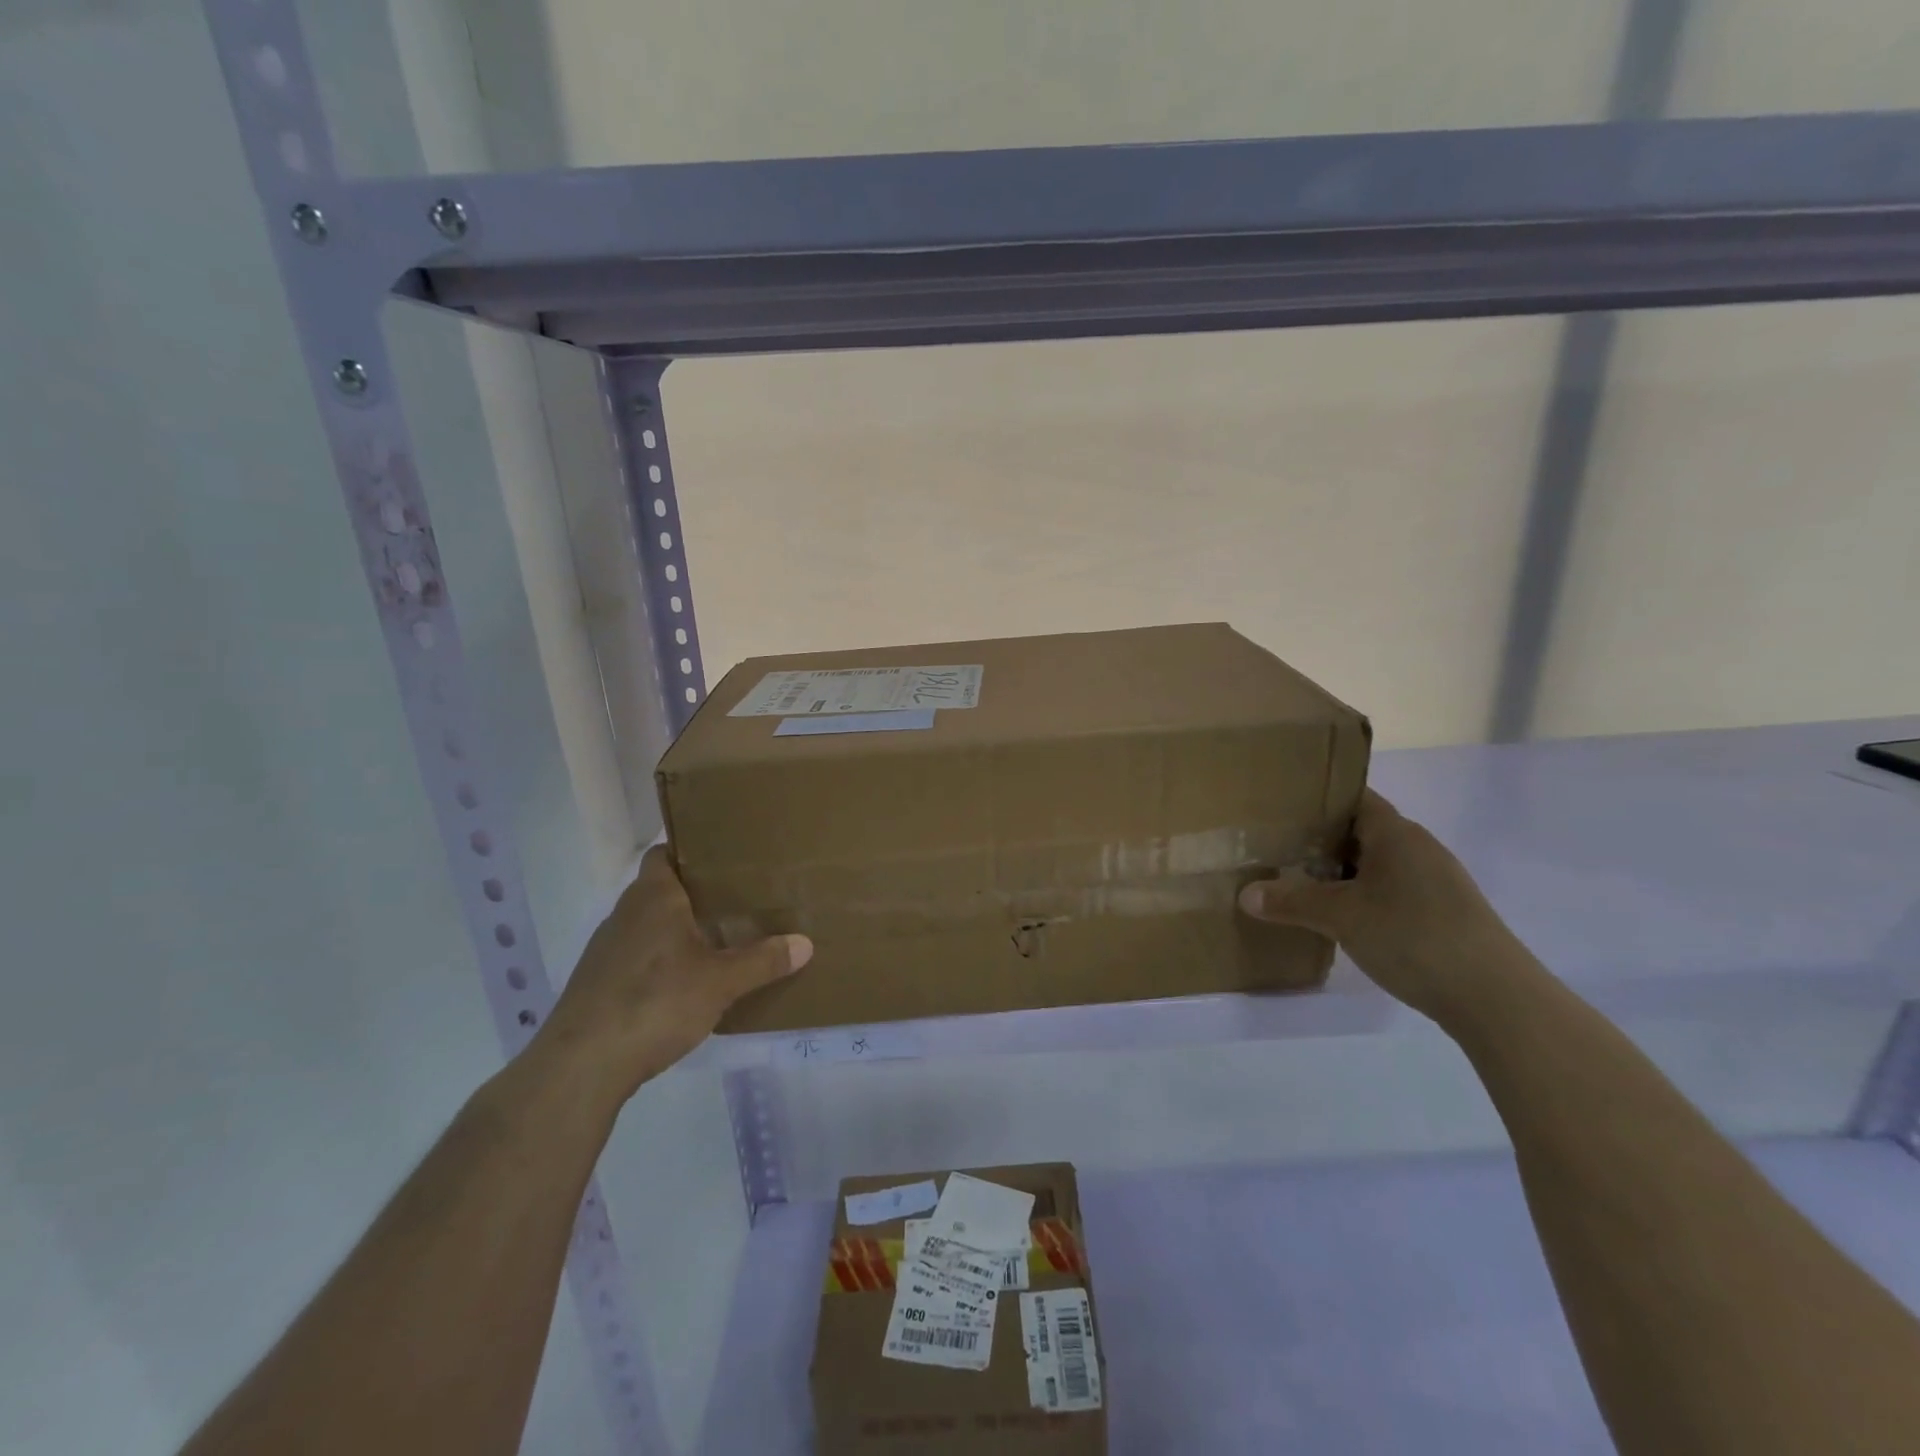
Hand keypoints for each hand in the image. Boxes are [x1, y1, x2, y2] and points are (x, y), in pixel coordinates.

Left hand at [535, 847, 811, 1100]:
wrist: (581, 1066)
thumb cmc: (655, 1002)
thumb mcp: (721, 982)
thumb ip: (763, 961)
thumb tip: (805, 943)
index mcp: (653, 897)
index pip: (664, 854)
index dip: (690, 851)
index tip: (724, 858)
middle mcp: (625, 914)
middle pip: (661, 890)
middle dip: (695, 895)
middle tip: (738, 901)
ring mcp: (606, 950)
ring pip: (648, 926)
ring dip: (677, 931)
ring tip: (718, 942)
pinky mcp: (597, 984)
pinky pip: (636, 958)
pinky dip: (660, 962)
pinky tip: (684, 985)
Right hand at [1238, 789, 1528, 1022]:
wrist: (1496, 998)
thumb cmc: (1413, 936)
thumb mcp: (1341, 917)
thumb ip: (1290, 901)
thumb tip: (1245, 894)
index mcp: (1396, 833)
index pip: (1351, 798)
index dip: (1315, 801)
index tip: (1278, 811)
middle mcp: (1418, 848)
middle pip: (1360, 832)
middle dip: (1318, 841)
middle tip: (1275, 851)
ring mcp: (1435, 882)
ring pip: (1375, 865)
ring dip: (1339, 874)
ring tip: (1298, 885)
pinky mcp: (1443, 913)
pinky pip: (1391, 891)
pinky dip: (1362, 897)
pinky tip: (1340, 920)